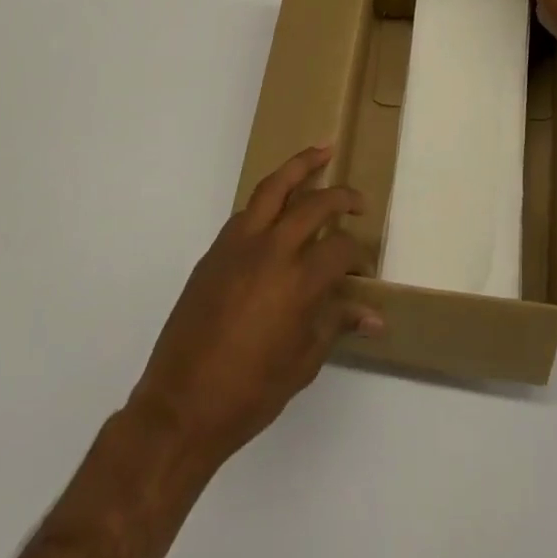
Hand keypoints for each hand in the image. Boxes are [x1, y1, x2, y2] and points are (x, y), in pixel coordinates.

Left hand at [130, 146, 383, 468]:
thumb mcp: (303, 363)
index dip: (359, 255)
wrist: (181, 406)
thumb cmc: (250, 393)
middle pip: (315, 204)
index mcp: (299, 282)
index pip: (341, 248)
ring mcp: (239, 244)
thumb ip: (337, 324)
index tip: (362, 269)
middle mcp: (272, 250)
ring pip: (274, 187)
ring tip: (322, 151)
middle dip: (342, 196)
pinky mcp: (216, 250)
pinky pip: (249, 210)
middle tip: (358, 201)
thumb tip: (375, 316)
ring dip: (301, 166)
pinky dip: (270, 199)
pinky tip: (281, 206)